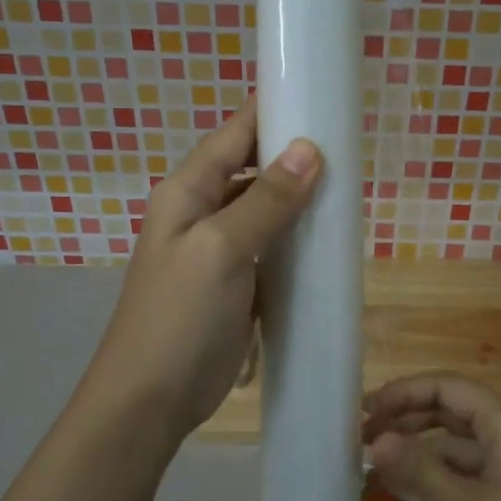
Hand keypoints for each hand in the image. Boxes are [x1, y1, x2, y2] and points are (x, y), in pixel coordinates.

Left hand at [88, 99, 322, 434]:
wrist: (151, 400)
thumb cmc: (178, 318)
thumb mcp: (221, 250)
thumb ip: (265, 201)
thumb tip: (309, 148)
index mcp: (186, 192)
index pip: (234, 136)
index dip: (272, 113)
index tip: (321, 99)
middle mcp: (200, 213)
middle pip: (252, 171)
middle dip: (294, 159)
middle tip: (349, 153)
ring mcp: (218, 252)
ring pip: (265, 212)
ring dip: (299, 203)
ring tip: (347, 193)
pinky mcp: (236, 286)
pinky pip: (271, 251)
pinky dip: (296, 243)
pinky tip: (328, 243)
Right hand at [362, 375, 500, 500]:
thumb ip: (421, 473)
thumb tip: (375, 443)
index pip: (447, 387)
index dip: (403, 393)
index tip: (364, 410)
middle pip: (454, 407)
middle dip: (408, 417)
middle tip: (363, 435)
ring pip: (463, 438)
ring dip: (424, 445)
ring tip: (381, 461)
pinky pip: (476, 461)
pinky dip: (445, 467)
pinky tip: (417, 484)